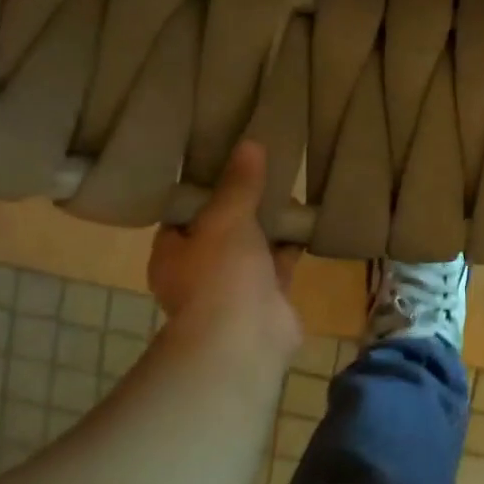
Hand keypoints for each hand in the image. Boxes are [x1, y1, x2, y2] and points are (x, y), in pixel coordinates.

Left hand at [148, 141, 302, 363]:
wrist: (246, 339)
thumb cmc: (221, 274)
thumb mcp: (227, 217)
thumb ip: (239, 183)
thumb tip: (249, 143)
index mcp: (173, 252)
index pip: (185, 214)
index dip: (205, 190)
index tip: (228, 164)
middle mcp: (199, 271)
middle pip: (223, 229)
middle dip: (245, 205)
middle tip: (267, 172)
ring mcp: (234, 287)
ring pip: (254, 246)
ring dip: (272, 225)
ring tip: (293, 190)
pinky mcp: (268, 298)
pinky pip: (280, 263)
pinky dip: (293, 245)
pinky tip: (311, 221)